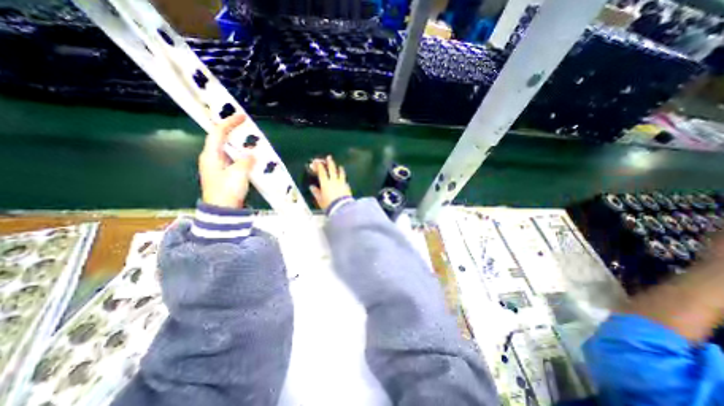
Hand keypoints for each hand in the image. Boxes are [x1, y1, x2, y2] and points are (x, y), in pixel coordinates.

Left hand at [197, 114, 254, 209]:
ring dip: (237, 143)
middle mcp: (211, 158)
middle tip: (246, 127)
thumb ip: (246, 161)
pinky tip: (249, 156)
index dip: (229, 123)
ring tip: (250, 140)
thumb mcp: (239, 174)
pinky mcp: (223, 173)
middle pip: (220, 139)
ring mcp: (216, 166)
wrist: (222, 210)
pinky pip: (232, 158)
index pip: (217, 133)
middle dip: (232, 131)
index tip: (242, 117)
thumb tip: (251, 154)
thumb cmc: (227, 190)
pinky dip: (240, 154)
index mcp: (210, 155)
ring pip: (226, 149)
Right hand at [310, 155, 352, 210]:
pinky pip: (345, 181)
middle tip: (329, 157)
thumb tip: (312, 187)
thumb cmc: (329, 204)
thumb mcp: (320, 200)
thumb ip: (316, 193)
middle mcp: (334, 181)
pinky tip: (345, 180)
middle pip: (332, 170)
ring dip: (340, 169)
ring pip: (341, 174)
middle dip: (330, 163)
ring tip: (340, 166)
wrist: (341, 208)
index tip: (317, 162)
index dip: (319, 166)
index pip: (322, 172)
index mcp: (325, 183)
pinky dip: (344, 179)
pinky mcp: (347, 187)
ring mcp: (341, 183)